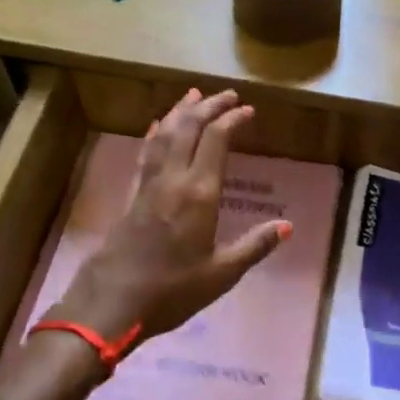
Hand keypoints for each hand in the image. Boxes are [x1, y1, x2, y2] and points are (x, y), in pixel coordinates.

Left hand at [50, 89, 290, 342]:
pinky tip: (156, 127)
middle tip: (226, 95)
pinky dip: (155, 134)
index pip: (216, 141)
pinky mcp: (131, 196)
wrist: (112, 304)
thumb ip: (254, 246)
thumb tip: (286, 226)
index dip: (232, 120)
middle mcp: (172, 180)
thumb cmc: (172, 291)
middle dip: (208, 106)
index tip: (248, 110)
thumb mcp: (222, 274)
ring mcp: (148, 186)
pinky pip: (145, 154)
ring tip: (193, 96)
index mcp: (199, 194)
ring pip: (163, 135)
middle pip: (187, 128)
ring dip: (179, 112)